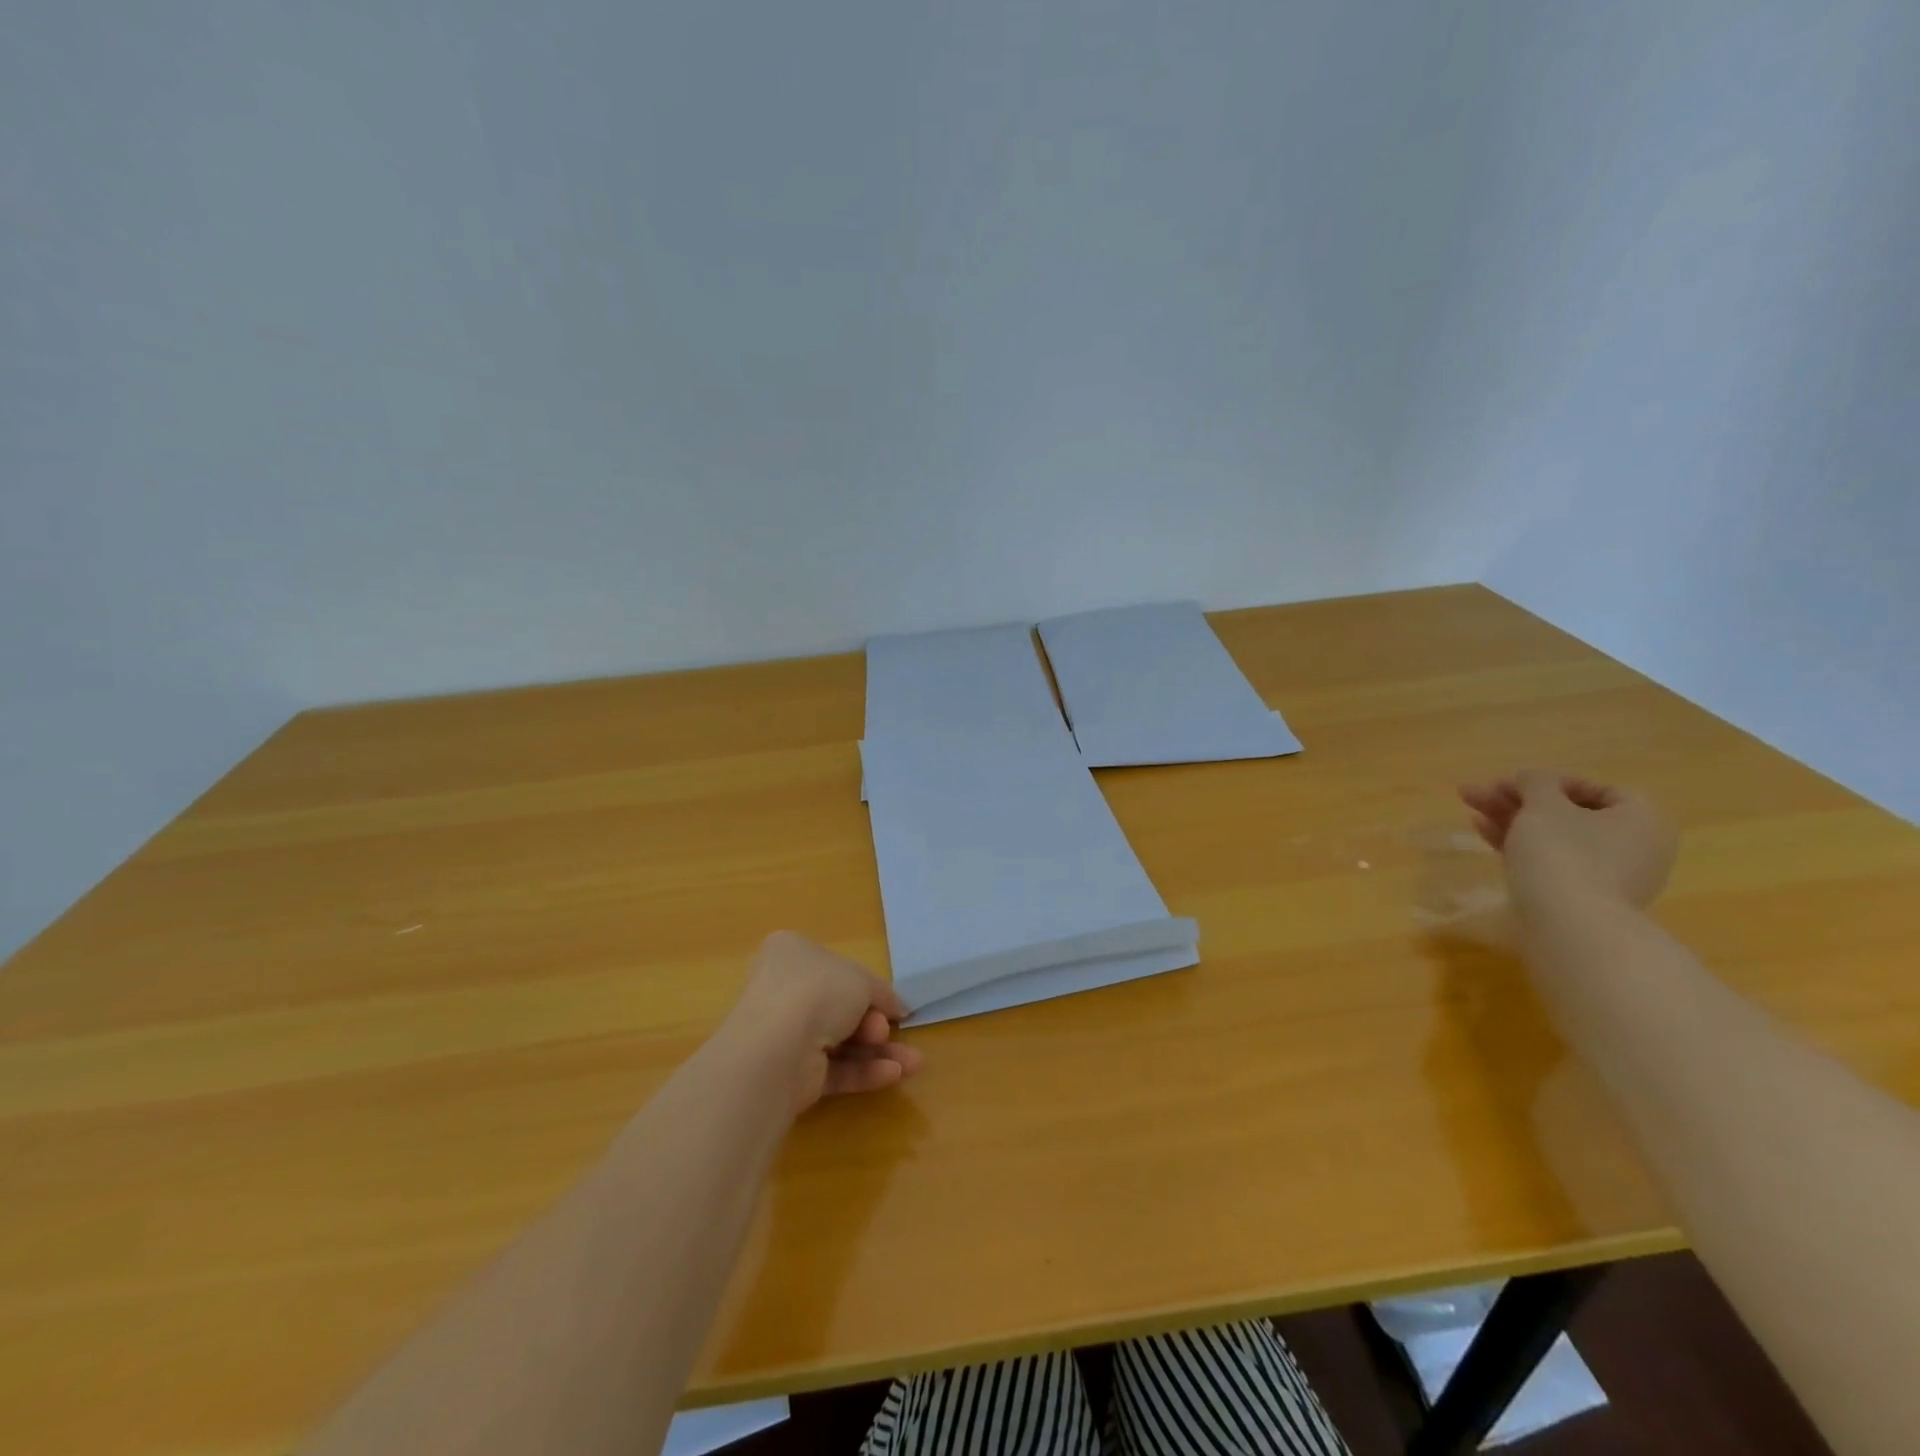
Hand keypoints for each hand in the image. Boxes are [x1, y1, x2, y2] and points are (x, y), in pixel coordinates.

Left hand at [724, 931, 922, 1112]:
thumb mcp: (862, 980)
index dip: (867, 986)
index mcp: (791, 954)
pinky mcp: (790, 1074)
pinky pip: (833, 1069)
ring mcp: (784, 1035)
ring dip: (878, 1052)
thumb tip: (899, 1008)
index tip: (893, 1003)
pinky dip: (863, 1071)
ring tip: (913, 1064)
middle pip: (840, 1008)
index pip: (835, 968)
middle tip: (889, 1029)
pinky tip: (894, 1074)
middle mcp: (783, 992)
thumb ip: (883, 993)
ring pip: (841, 1042)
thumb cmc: (819, 990)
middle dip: (874, 1023)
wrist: (779, 1045)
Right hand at [1460, 770, 1677, 913]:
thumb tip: (1531, 777)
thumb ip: (1536, 782)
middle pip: (1567, 812)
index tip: (1513, 782)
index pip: (1596, 789)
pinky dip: (1518, 844)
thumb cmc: (1564, 853)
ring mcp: (1608, 875)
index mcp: (1641, 819)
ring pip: (1552, 836)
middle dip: (1518, 800)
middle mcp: (1633, 846)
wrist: (1568, 925)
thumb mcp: (1544, 805)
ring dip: (1510, 818)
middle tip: (1477, 791)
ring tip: (1468, 805)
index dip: (1550, 781)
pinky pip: (1549, 860)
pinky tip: (1481, 830)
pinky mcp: (1580, 897)